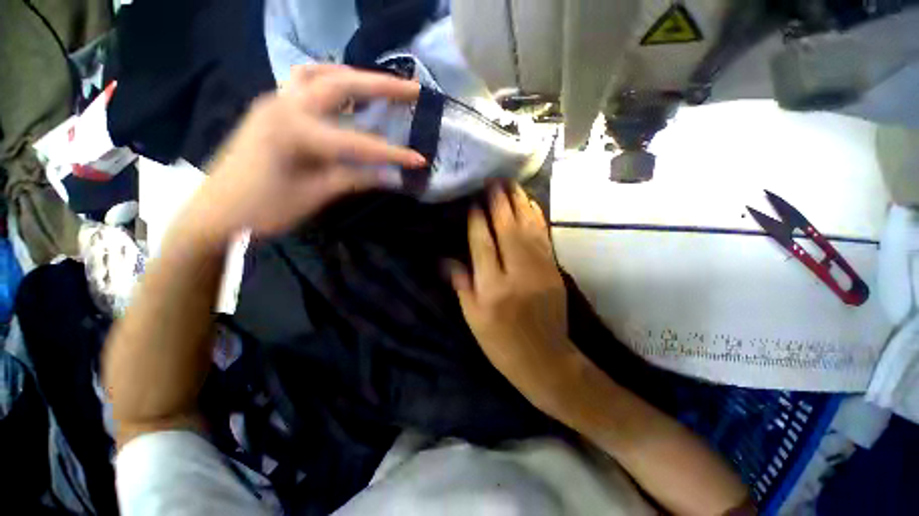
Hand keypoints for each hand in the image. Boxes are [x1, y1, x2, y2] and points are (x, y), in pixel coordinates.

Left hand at [185, 64, 425, 239]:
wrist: (216, 213)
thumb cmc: (264, 209)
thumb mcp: (315, 196)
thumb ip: (354, 179)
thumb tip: (390, 176)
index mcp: (295, 132)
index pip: (359, 143)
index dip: (393, 154)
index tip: (420, 159)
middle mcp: (284, 105)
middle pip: (341, 85)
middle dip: (381, 86)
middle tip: (412, 89)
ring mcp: (274, 101)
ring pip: (319, 74)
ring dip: (353, 76)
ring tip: (379, 86)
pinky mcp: (270, 108)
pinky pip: (303, 82)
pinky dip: (329, 82)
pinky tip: (343, 95)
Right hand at [451, 184, 576, 412]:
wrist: (545, 359)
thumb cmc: (502, 343)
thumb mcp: (473, 319)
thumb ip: (461, 285)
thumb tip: (446, 259)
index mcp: (492, 288)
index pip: (483, 245)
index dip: (478, 221)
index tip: (474, 202)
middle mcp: (516, 273)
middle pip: (507, 230)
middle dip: (500, 203)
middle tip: (494, 181)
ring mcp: (540, 269)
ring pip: (528, 229)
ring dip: (520, 204)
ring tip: (512, 185)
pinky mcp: (554, 270)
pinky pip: (544, 237)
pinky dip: (537, 218)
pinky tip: (531, 204)